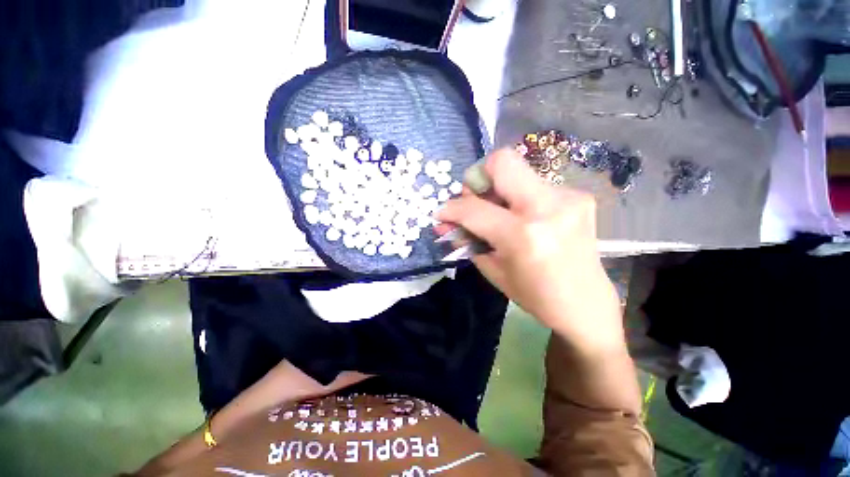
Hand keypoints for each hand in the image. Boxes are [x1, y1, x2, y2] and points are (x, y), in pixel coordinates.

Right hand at [437, 149, 625, 355]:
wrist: (586, 304)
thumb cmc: (535, 295)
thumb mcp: (492, 269)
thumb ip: (468, 239)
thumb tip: (447, 223)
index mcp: (523, 235)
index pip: (474, 208)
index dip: (451, 208)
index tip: (443, 213)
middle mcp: (547, 207)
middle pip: (502, 161)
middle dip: (477, 178)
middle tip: (474, 201)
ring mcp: (568, 197)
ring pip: (518, 171)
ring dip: (498, 189)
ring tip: (499, 214)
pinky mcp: (578, 196)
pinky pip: (534, 184)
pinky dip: (518, 197)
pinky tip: (522, 217)